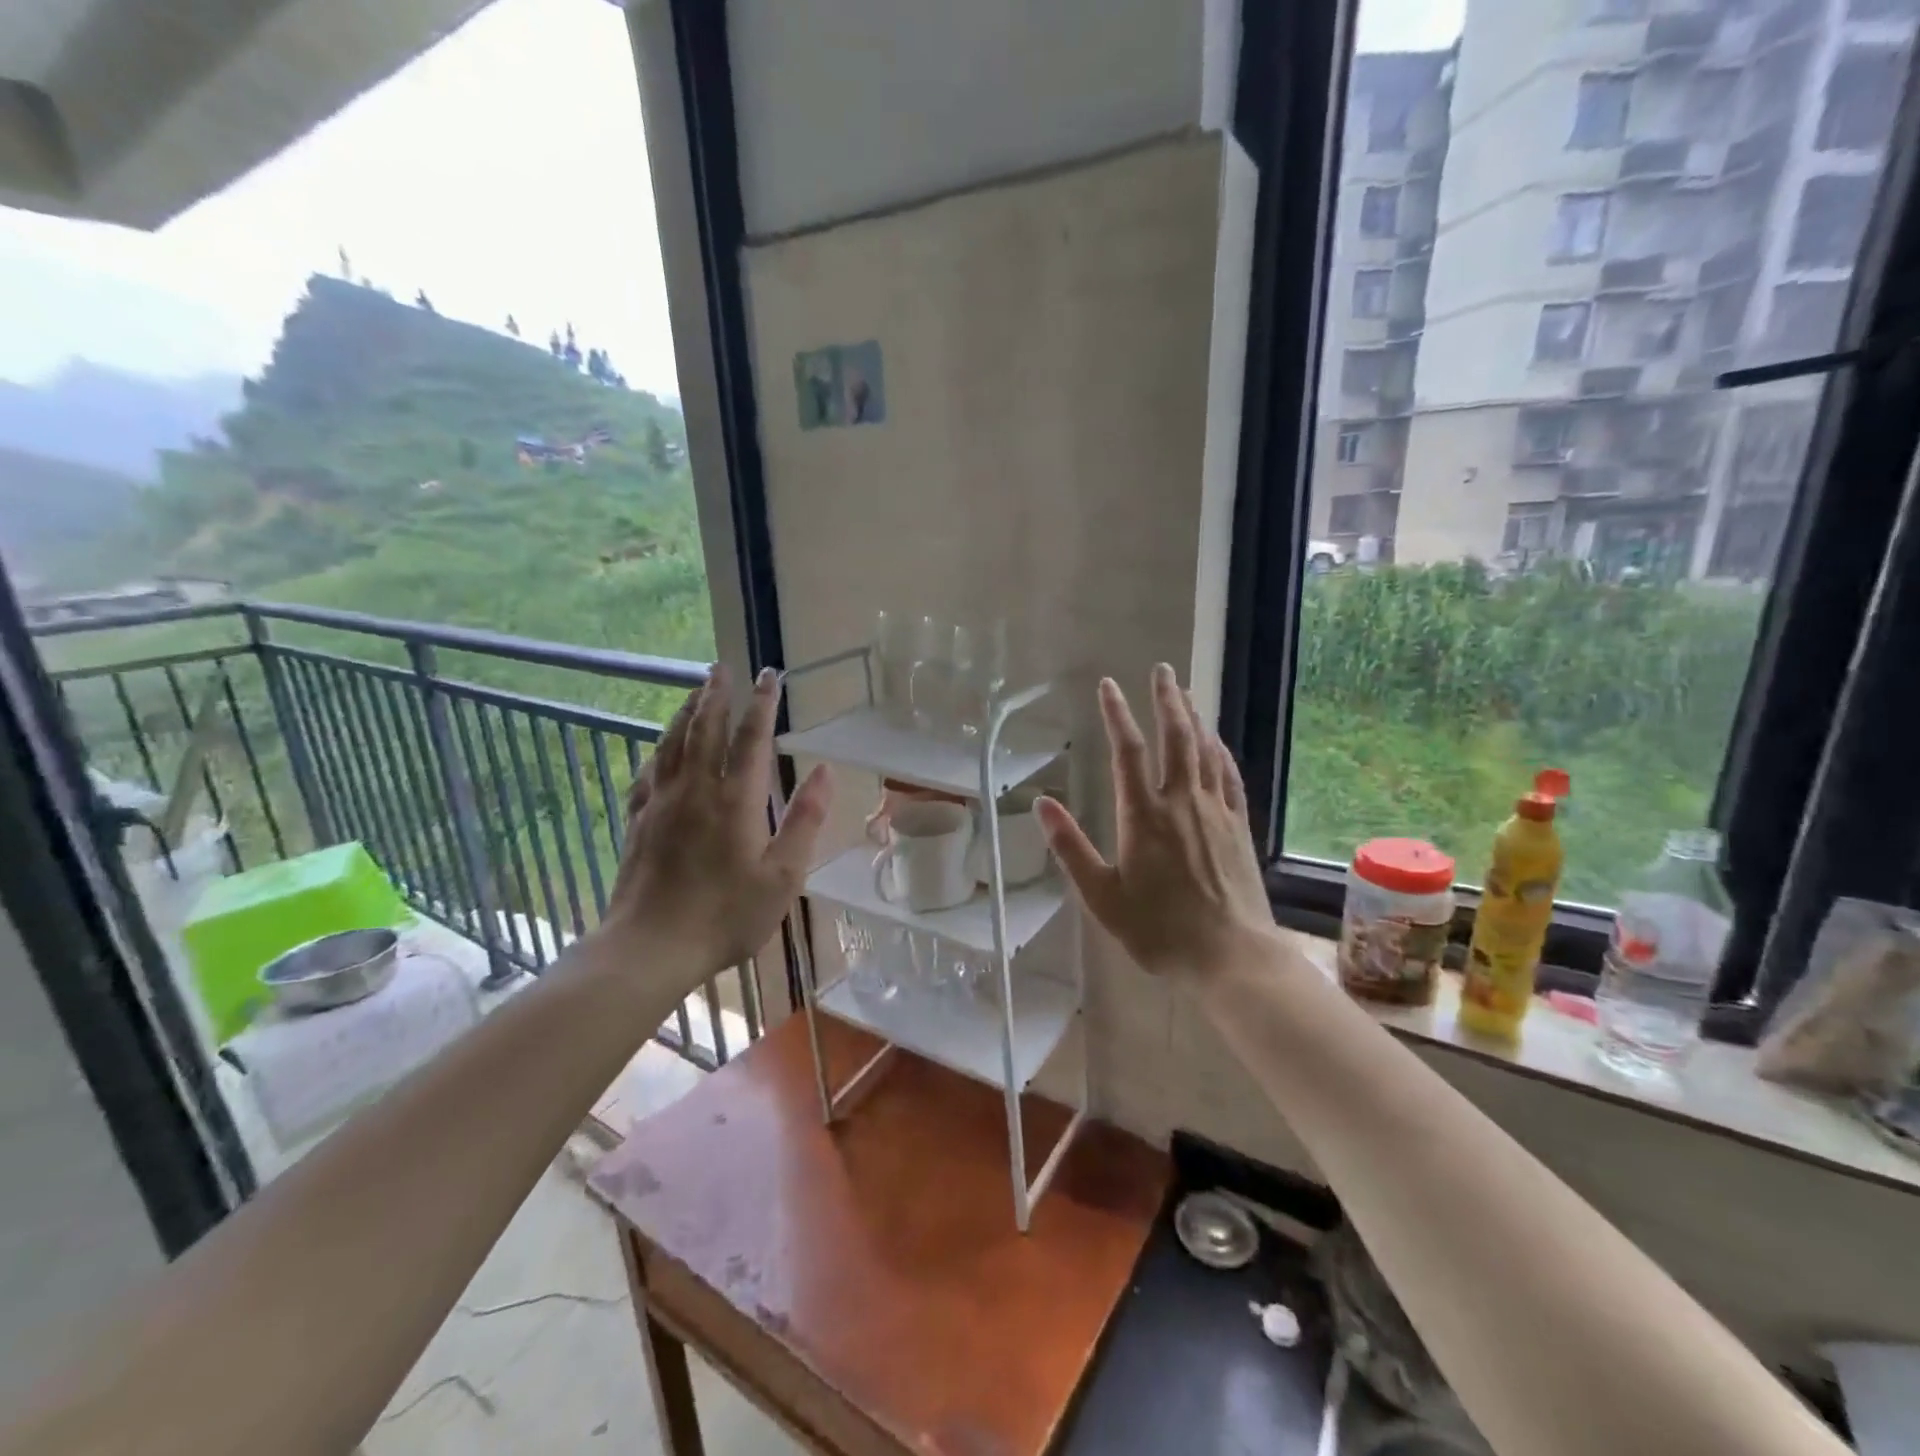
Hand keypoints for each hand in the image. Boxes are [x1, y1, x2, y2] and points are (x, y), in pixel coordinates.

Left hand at [598, 664, 831, 979]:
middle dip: (717, 696)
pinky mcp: (638, 822)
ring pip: (672, 744)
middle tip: (723, 668)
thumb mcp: (782, 875)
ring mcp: (661, 804)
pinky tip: (660, 748)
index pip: (752, 738)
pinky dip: (658, 749)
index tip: (769, 675)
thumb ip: (805, 820)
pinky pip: (649, 772)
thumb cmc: (726, 916)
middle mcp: (695, 790)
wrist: (650, 948)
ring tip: (695, 692)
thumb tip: (826, 772)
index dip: (762, 704)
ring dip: (686, 713)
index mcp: (735, 800)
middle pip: (705, 729)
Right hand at [1035, 665, 1273, 982]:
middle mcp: (1181, 802)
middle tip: (1162, 670)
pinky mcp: (1238, 826)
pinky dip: (1220, 751)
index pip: (1127, 750)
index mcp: (1143, 816)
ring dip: (1193, 717)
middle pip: (1176, 737)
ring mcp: (1215, 811)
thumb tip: (1042, 803)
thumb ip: (1071, 847)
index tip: (1108, 685)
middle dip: (1167, 699)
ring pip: (1205, 750)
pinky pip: (1229, 776)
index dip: (1116, 714)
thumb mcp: (1102, 896)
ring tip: (1185, 693)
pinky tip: (1215, 741)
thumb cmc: (1158, 930)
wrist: (1230, 955)